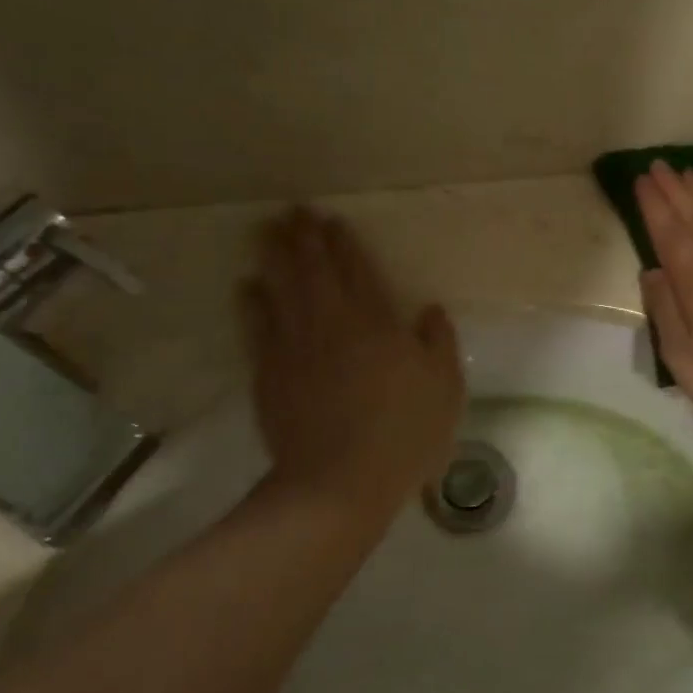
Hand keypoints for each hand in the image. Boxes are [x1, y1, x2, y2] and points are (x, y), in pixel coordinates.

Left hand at [241, 209, 464, 508]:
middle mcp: (333, 323)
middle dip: (305, 238)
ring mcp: (295, 346)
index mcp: (377, 323)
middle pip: (315, 270)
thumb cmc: (404, 434)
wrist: (339, 481)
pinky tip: (247, 286)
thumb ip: (439, 343)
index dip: (345, 244)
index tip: (333, 221)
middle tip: (295, 211)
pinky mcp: (270, 372)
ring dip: (275, 256)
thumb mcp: (445, 389)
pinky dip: (252, 301)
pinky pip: (257, 325)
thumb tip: (430, 309)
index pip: (358, 271)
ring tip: (268, 231)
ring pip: (282, 288)